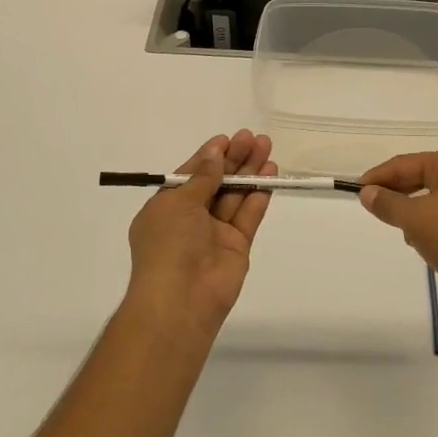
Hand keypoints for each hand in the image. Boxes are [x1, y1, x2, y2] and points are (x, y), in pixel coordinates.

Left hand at [126, 131, 275, 339]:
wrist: (181, 299)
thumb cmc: (169, 244)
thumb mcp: (178, 202)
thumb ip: (202, 177)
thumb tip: (215, 153)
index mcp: (166, 208)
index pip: (190, 175)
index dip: (209, 156)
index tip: (227, 139)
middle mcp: (190, 219)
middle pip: (216, 182)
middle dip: (234, 159)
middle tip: (252, 137)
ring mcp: (215, 232)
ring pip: (235, 195)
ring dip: (250, 171)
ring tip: (266, 146)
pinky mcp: (237, 245)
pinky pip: (248, 214)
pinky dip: (259, 194)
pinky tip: (271, 173)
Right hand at [358, 148, 437, 312]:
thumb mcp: (415, 220)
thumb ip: (388, 203)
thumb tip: (367, 193)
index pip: (406, 163)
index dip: (379, 176)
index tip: (356, 190)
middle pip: (422, 178)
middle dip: (398, 195)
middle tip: (372, 209)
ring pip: (435, 199)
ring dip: (415, 213)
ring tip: (401, 231)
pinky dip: (433, 225)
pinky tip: (426, 244)